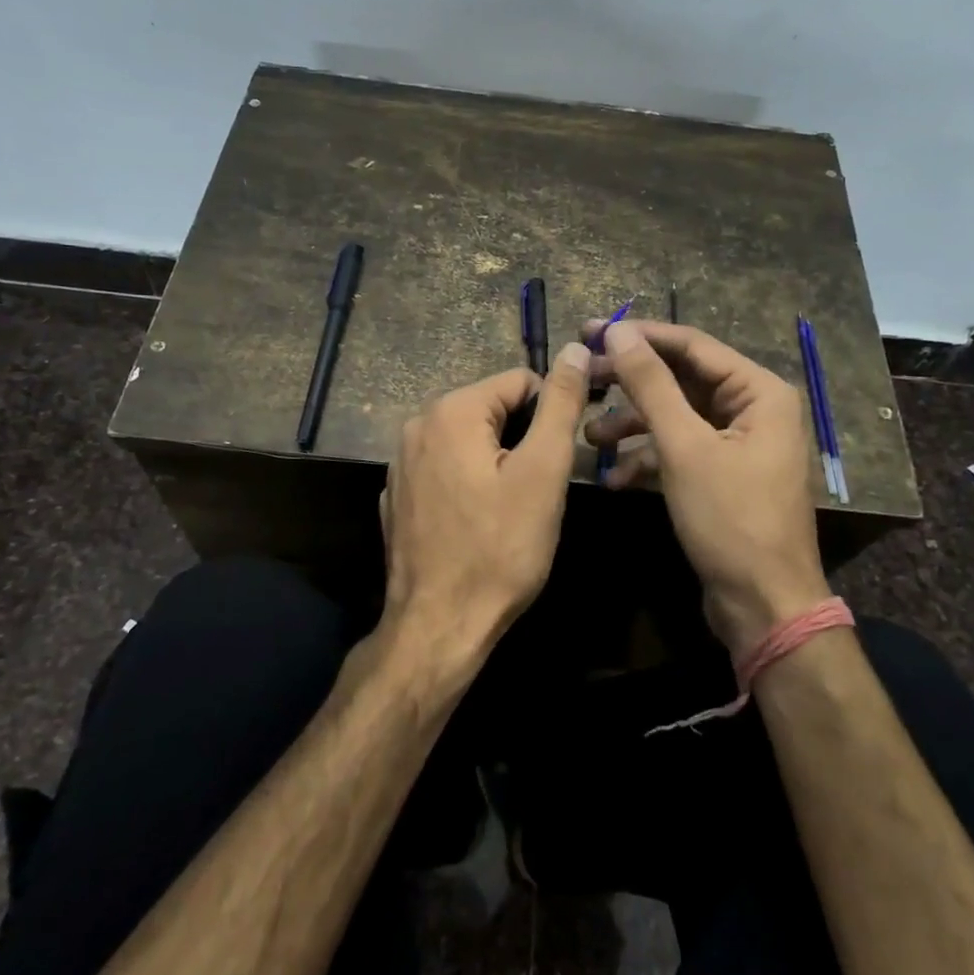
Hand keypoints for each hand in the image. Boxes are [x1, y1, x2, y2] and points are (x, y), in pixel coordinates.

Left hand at [379, 342, 591, 670]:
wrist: (439, 626)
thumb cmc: (500, 548)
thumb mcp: (543, 471)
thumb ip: (560, 404)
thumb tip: (575, 348)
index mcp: (451, 410)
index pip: (520, 381)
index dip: (550, 414)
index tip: (562, 457)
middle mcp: (416, 425)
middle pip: (492, 410)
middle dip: (522, 439)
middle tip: (540, 489)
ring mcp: (400, 463)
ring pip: (470, 441)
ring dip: (497, 462)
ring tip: (513, 508)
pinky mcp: (397, 497)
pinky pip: (446, 470)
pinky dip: (469, 483)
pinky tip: (478, 523)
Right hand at [586, 320, 826, 652]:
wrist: (763, 605)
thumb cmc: (730, 519)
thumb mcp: (684, 447)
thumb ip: (650, 384)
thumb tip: (618, 332)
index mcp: (758, 391)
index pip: (691, 345)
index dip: (638, 337)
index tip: (589, 332)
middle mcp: (753, 409)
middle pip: (681, 380)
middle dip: (630, 385)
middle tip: (581, 378)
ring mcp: (738, 444)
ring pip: (676, 417)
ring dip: (633, 426)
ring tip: (590, 439)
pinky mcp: (722, 475)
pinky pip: (680, 451)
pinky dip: (648, 459)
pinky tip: (614, 479)